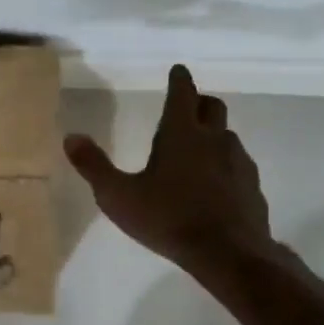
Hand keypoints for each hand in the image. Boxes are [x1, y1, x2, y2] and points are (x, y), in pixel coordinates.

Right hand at [63, 65, 277, 280]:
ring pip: (227, 136)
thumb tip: (71, 137)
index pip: (183, 92)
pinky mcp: (252, 187)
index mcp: (181, 133)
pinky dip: (225, 166)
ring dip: (213, 136)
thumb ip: (93, 166)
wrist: (228, 254)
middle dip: (199, 102)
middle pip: (212, 107)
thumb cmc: (168, 219)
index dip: (179, 79)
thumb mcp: (118, 196)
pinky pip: (238, 166)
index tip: (178, 71)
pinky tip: (215, 186)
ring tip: (197, 153)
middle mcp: (214, 139)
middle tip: (187, 108)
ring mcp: (238, 162)